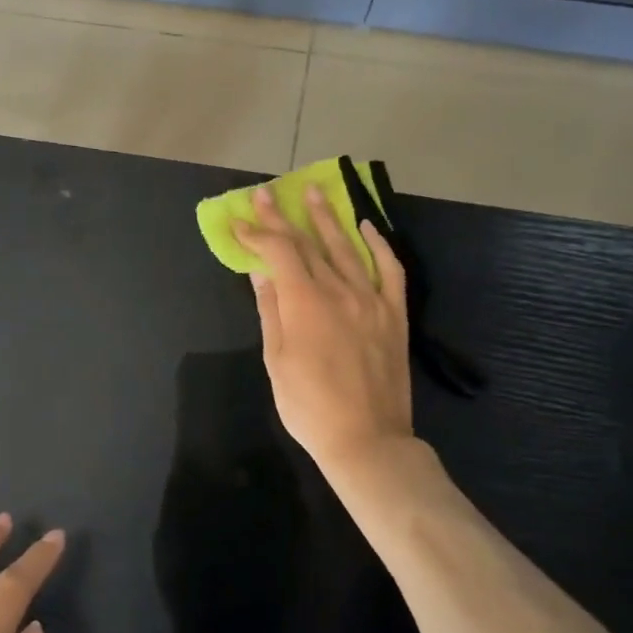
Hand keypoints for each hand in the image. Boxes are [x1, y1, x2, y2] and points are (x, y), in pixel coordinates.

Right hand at [233, 182, 413, 471]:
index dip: (257, 233)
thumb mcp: (276, 359)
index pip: (278, 252)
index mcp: (305, 302)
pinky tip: (366, 227)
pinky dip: (378, 244)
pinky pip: (389, 268)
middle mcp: (339, 290)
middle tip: (266, 193)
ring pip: (346, 247)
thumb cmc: (308, 406)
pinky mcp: (393, 313)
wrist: (366, 439)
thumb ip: (271, 310)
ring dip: (327, 218)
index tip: (239, 220)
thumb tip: (260, 271)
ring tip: (314, 193)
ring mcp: (371, 299)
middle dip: (282, 217)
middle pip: (307, 244)